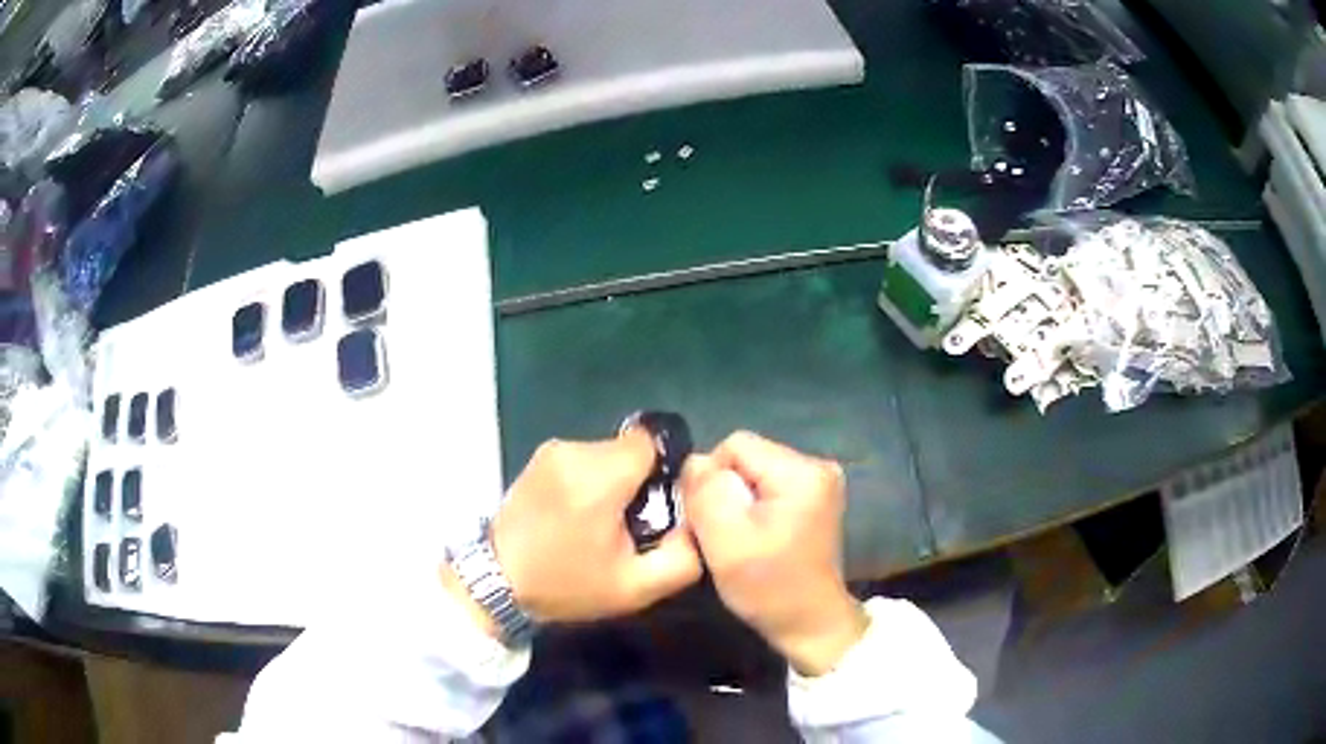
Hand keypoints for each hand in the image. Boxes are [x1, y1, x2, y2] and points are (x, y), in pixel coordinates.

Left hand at [489, 430, 703, 622]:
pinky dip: (592, 481)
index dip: (664, 470)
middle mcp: (574, 451)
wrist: (496, 580)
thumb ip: (682, 556)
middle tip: (629, 524)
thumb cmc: (565, 586)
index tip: (658, 505)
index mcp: (599, 477)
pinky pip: (584, 459)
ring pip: (608, 453)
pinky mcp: (539, 457)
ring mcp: (552, 450)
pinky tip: (578, 515)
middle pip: (630, 449)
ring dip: (615, 481)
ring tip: (600, 524)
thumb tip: (697, 521)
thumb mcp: (635, 588)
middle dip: (639, 481)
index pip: (651, 442)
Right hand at [682, 432, 867, 675]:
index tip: (710, 521)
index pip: (735, 445)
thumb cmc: (770, 588)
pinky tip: (754, 539)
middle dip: (725, 491)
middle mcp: (817, 466)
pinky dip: (753, 510)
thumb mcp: (727, 542)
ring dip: (737, 503)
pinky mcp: (815, 500)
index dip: (710, 479)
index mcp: (801, 471)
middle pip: (746, 458)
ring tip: (737, 539)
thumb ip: (706, 494)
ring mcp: (819, 483)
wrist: (810, 624)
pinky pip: (768, 489)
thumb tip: (695, 462)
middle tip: (721, 534)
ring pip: (753, 474)